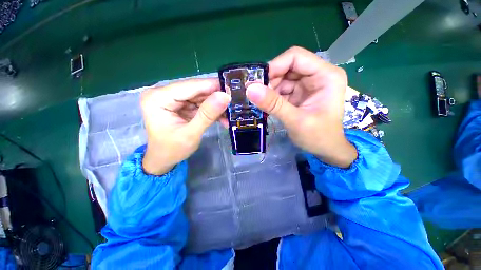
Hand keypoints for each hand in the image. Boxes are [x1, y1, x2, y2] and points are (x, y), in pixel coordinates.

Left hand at [141, 79, 230, 174]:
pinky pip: (199, 103)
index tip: (232, 89)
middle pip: (196, 90)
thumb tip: (225, 96)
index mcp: (158, 97)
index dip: (213, 86)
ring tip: (230, 114)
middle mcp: (163, 93)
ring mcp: (172, 98)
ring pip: (200, 96)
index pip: (190, 86)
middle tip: (234, 103)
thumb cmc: (172, 150)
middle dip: (216, 98)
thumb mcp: (191, 134)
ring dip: (216, 106)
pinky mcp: (180, 105)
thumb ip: (207, 114)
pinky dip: (211, 111)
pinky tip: (222, 118)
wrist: (163, 160)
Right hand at [246, 46, 356, 167]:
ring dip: (270, 89)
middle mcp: (317, 75)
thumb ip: (274, 104)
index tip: (258, 82)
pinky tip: (267, 105)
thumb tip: (250, 89)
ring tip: (262, 103)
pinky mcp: (299, 94)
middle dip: (270, 80)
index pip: (296, 57)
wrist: (325, 149)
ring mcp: (307, 85)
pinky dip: (272, 96)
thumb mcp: (296, 120)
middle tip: (257, 94)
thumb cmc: (318, 137)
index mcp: (326, 75)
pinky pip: (281, 89)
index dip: (275, 66)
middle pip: (287, 67)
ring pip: (282, 78)